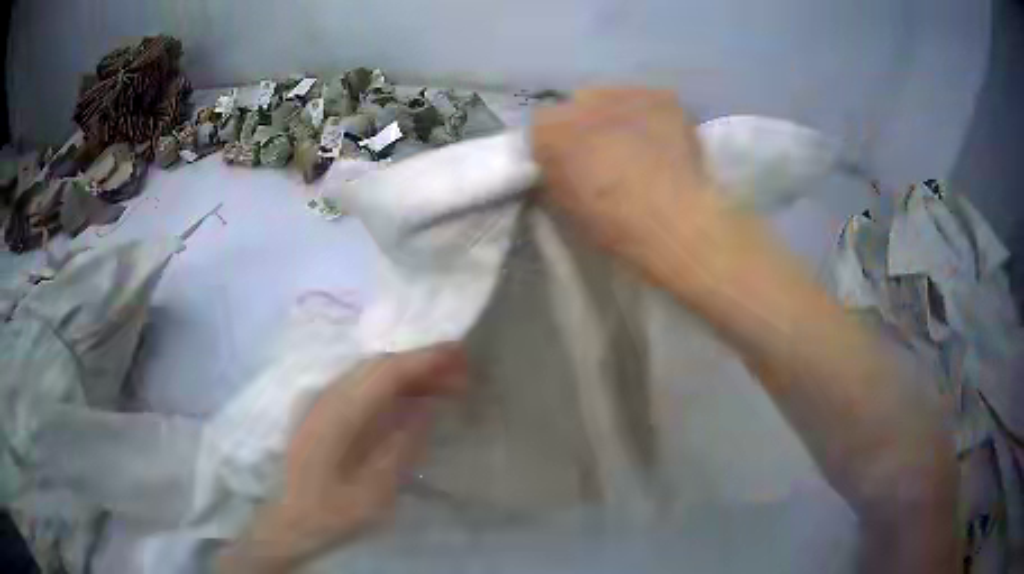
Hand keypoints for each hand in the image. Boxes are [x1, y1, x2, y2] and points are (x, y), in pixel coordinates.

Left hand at [218, 344, 467, 572]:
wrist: (291, 521)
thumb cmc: (332, 512)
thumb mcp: (375, 491)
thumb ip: (400, 446)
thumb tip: (426, 406)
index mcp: (339, 415)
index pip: (386, 373)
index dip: (423, 359)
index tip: (458, 354)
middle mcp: (329, 398)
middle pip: (379, 366)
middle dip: (421, 363)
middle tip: (461, 371)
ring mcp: (324, 403)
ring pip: (371, 374)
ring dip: (408, 374)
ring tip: (445, 385)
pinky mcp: (325, 413)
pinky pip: (364, 388)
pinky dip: (392, 387)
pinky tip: (412, 400)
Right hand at [532, 88, 721, 268]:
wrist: (676, 223)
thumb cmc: (615, 225)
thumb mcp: (564, 209)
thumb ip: (553, 177)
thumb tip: (557, 168)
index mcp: (550, 129)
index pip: (541, 125)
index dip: (556, 145)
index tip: (570, 163)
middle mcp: (582, 98)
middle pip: (578, 104)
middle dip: (587, 125)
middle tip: (606, 154)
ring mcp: (626, 92)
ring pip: (615, 98)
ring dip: (619, 116)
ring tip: (639, 146)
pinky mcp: (663, 96)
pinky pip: (650, 103)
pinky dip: (652, 119)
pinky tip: (664, 143)